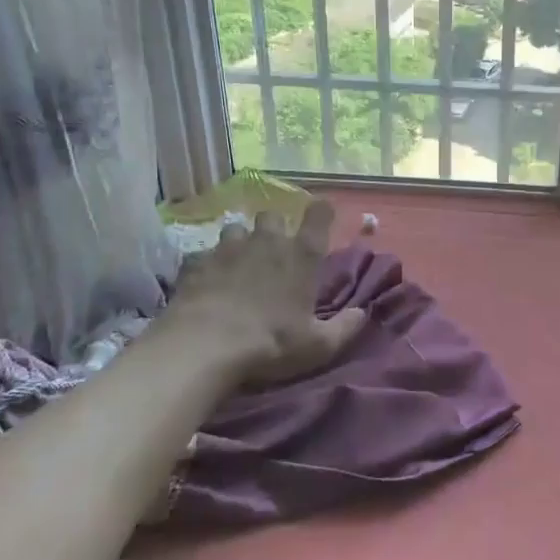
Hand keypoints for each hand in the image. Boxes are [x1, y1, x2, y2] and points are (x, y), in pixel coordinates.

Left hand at [163, 200, 366, 387]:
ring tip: (239, 261)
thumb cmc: (270, 342)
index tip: (322, 216)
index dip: (321, 212)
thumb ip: (344, 327)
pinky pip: (205, 254)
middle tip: (274, 249)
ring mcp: (229, 249)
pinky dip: (210, 264)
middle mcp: (267, 242)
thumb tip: (362, 314)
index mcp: (301, 255)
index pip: (318, 216)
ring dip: (240, 241)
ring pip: (237, 228)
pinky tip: (208, 281)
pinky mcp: (197, 263)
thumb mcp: (318, 345)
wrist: (203, 346)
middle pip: (273, 216)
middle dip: (275, 227)